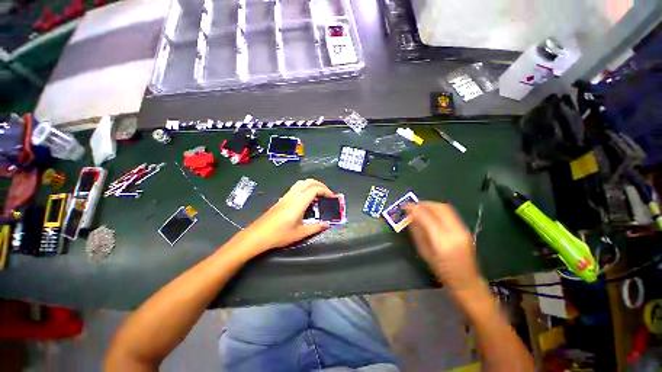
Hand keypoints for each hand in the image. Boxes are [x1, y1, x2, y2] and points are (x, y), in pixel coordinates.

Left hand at [236, 179, 334, 254]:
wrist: (257, 235)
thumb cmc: (279, 235)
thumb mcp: (300, 233)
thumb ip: (315, 227)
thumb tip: (326, 224)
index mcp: (299, 202)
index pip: (315, 189)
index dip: (326, 190)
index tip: (332, 197)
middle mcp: (293, 195)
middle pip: (308, 181)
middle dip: (320, 184)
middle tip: (327, 193)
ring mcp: (286, 196)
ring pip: (301, 183)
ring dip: (312, 184)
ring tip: (318, 194)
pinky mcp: (282, 199)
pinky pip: (296, 187)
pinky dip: (305, 188)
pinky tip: (306, 199)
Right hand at [406, 202, 481, 289]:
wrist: (466, 281)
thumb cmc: (441, 270)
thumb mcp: (424, 252)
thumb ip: (417, 232)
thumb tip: (410, 217)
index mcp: (442, 242)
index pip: (427, 218)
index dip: (416, 209)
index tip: (406, 206)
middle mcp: (455, 232)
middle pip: (440, 208)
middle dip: (424, 204)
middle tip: (413, 205)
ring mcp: (463, 230)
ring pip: (446, 208)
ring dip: (431, 205)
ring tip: (420, 207)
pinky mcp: (465, 229)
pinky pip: (449, 213)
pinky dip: (437, 209)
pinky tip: (430, 213)